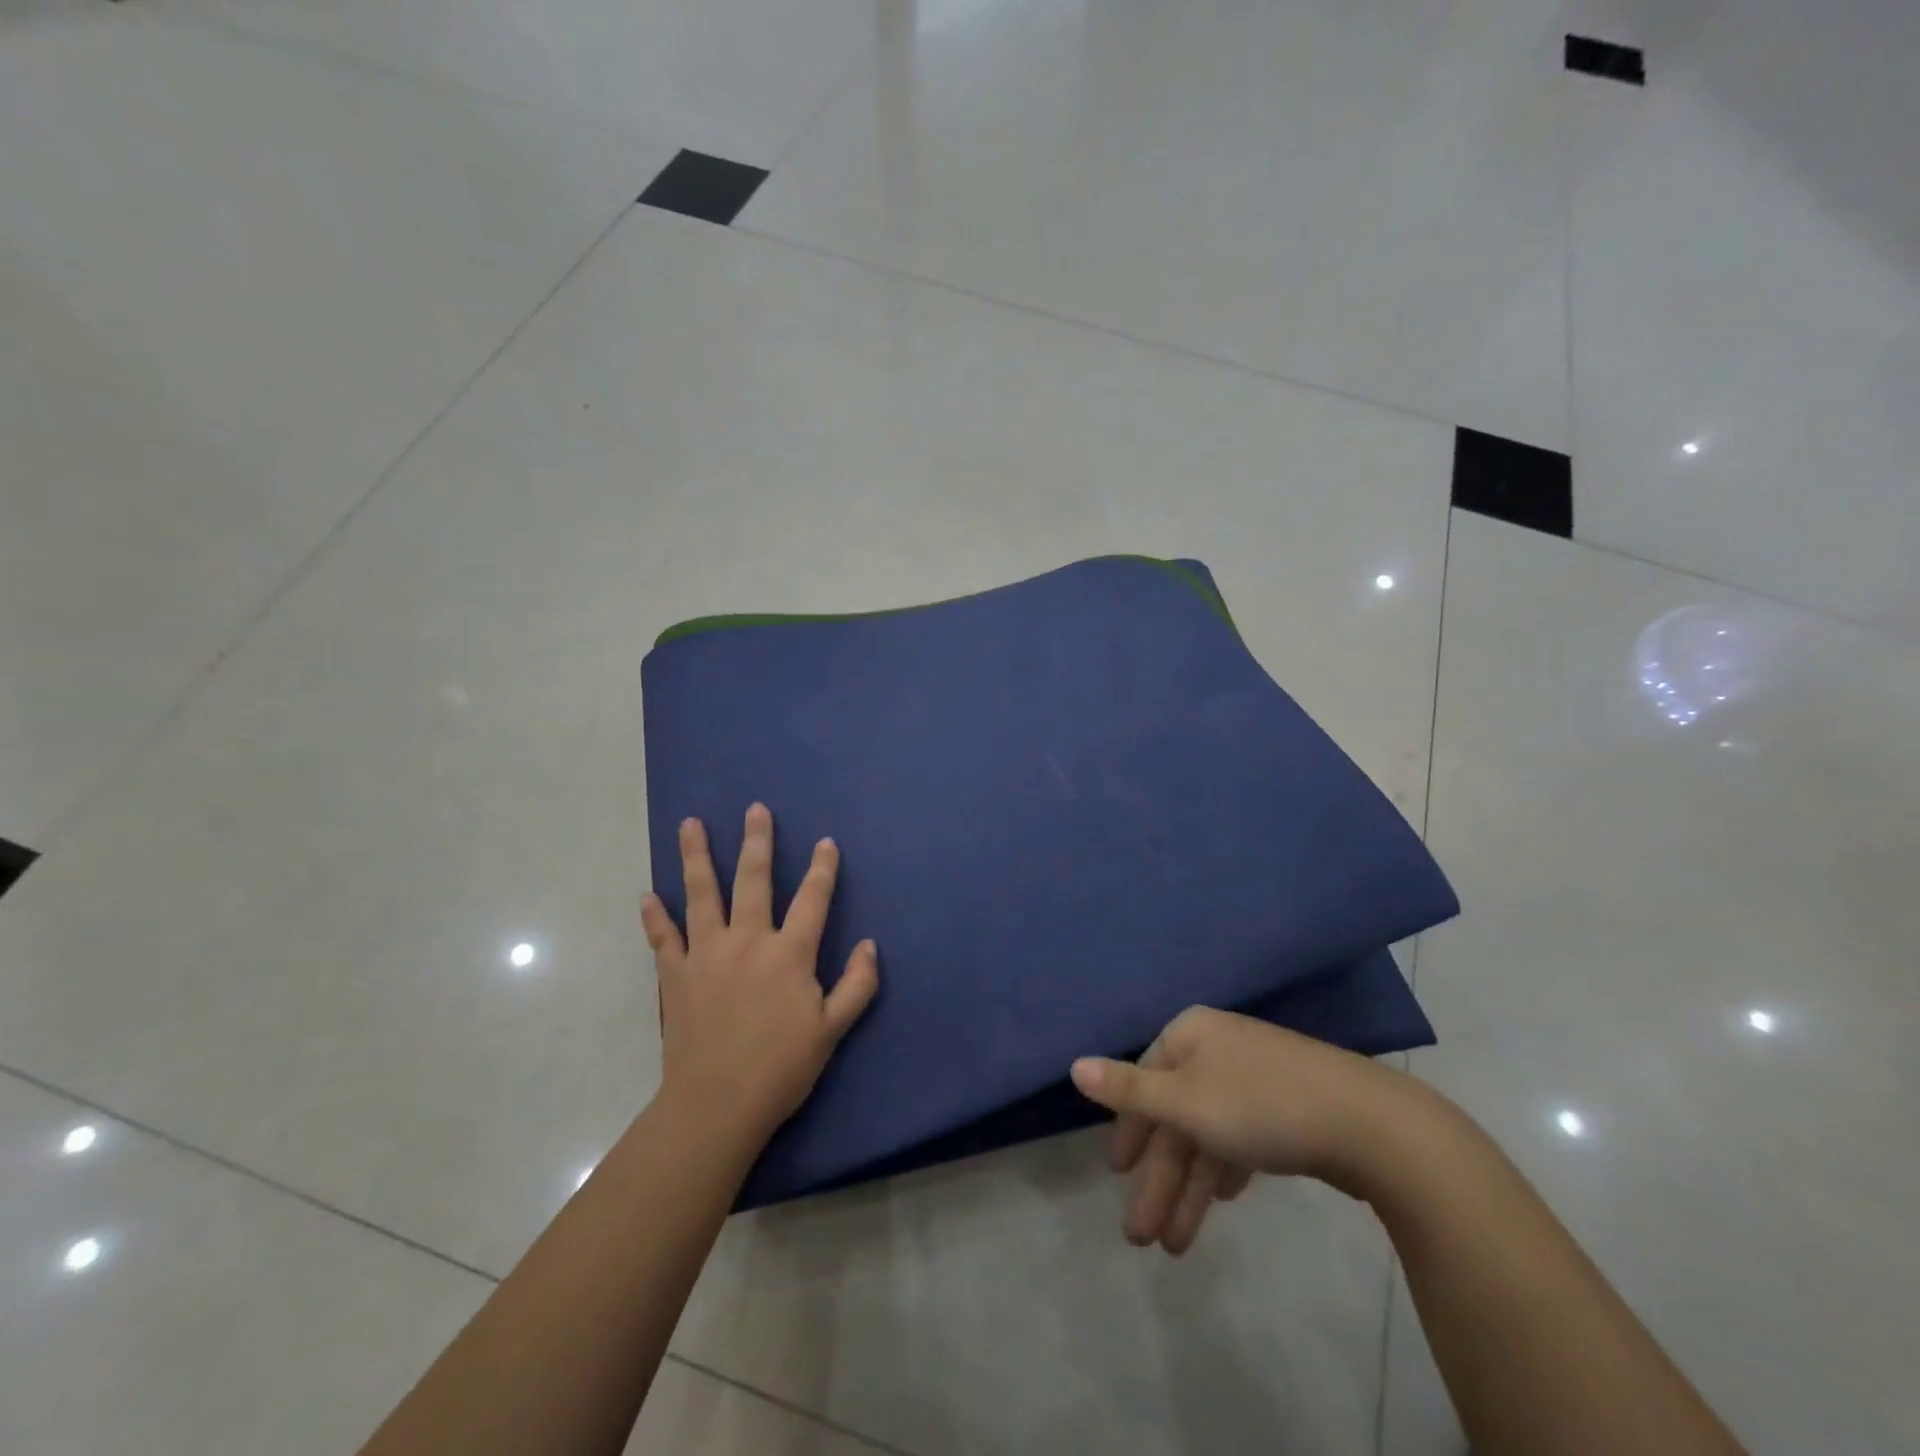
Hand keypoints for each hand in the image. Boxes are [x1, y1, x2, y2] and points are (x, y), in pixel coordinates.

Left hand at [642, 803, 878, 1146]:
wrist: (716, 1105)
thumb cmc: (781, 1068)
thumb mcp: (833, 1030)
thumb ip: (857, 984)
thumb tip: (869, 945)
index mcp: (789, 953)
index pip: (812, 899)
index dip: (822, 868)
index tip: (825, 842)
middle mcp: (748, 941)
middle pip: (754, 880)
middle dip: (757, 842)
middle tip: (755, 809)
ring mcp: (706, 955)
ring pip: (701, 895)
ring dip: (696, 857)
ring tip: (690, 824)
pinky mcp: (676, 976)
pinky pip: (663, 938)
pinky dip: (655, 917)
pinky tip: (647, 895)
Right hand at [1070, 1006, 1415, 1254]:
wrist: (1370, 1125)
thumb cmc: (1261, 1106)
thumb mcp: (1184, 1102)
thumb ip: (1127, 1088)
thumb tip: (1074, 1065)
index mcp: (1191, 1035)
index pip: (1145, 1079)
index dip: (1129, 1131)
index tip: (1118, 1176)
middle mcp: (1219, 1049)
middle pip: (1176, 1115)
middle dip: (1159, 1178)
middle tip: (1142, 1238)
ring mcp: (1257, 1077)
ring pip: (1209, 1133)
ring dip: (1190, 1188)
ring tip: (1176, 1246)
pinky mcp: (1289, 1108)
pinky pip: (1241, 1138)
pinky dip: (1225, 1170)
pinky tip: (1222, 1201)